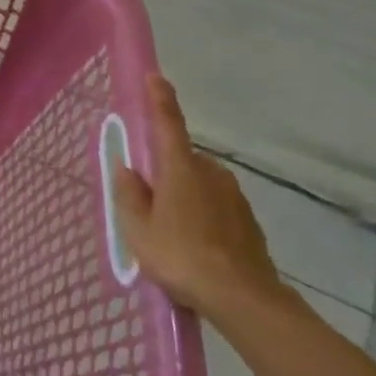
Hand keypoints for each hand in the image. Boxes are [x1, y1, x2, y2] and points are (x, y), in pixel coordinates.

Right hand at [112, 73, 285, 322]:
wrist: (244, 298)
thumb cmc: (181, 256)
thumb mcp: (138, 229)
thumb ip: (129, 194)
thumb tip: (127, 168)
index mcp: (180, 167)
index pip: (167, 122)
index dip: (160, 98)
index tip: (155, 76)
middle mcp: (210, 171)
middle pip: (181, 160)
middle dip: (165, 173)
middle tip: (150, 205)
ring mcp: (234, 195)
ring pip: (200, 184)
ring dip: (185, 197)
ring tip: (172, 235)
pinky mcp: (248, 220)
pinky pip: (216, 207)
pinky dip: (204, 217)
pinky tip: (196, 247)